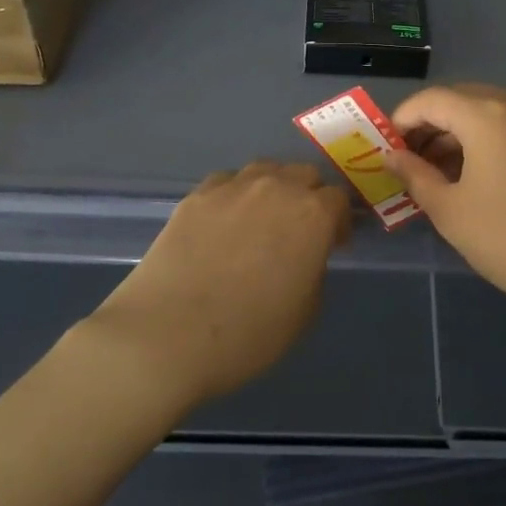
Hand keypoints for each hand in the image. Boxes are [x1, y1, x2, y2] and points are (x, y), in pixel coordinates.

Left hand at [87, 162, 351, 407]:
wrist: (166, 335)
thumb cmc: (247, 334)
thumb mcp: (304, 313)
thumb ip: (313, 270)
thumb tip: (304, 255)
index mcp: (313, 215)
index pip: (338, 200)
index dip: (338, 222)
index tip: (332, 244)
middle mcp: (277, 188)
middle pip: (304, 175)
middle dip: (309, 197)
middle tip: (299, 231)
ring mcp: (233, 187)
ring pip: (265, 171)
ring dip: (273, 189)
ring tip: (261, 220)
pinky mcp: (196, 195)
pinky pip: (227, 182)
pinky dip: (234, 195)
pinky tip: (223, 223)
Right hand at [384, 84, 505, 331]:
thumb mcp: (450, 210)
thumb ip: (415, 176)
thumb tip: (391, 156)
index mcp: (485, 114)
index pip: (430, 99)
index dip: (401, 120)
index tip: (384, 151)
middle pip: (457, 99)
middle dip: (427, 125)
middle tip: (406, 162)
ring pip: (483, 112)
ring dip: (453, 133)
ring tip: (433, 174)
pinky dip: (480, 140)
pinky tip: (469, 176)